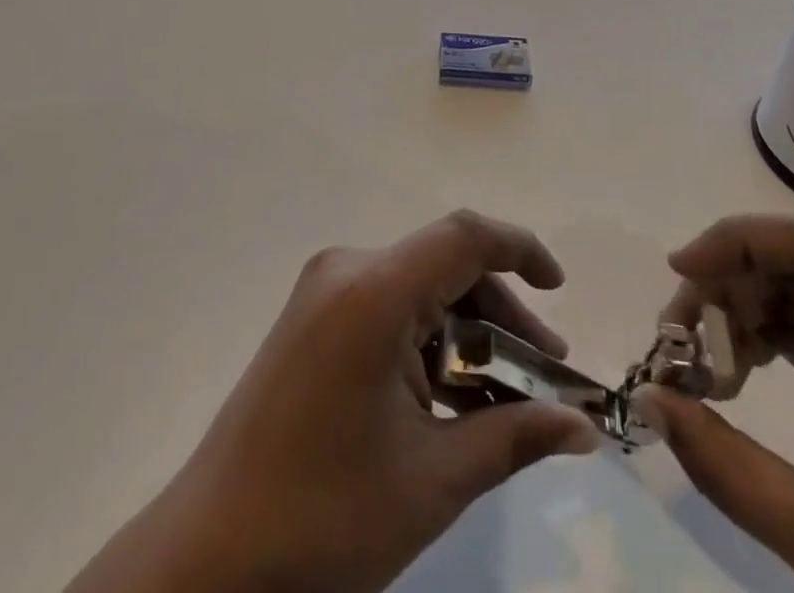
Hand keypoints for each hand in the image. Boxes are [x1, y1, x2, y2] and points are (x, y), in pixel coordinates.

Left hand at [66, 210, 601, 592]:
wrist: (209, 557)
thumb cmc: (325, 517)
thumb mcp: (433, 479)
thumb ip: (514, 436)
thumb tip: (584, 428)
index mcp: (374, 289)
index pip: (464, 236)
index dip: (520, 249)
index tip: (560, 287)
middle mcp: (347, 269)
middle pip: (445, 266)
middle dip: (501, 315)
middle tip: (546, 374)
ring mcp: (324, 291)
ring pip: (419, 288)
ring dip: (466, 332)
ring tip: (506, 394)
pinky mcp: (313, 317)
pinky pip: (388, 306)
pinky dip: (428, 340)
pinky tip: (453, 394)